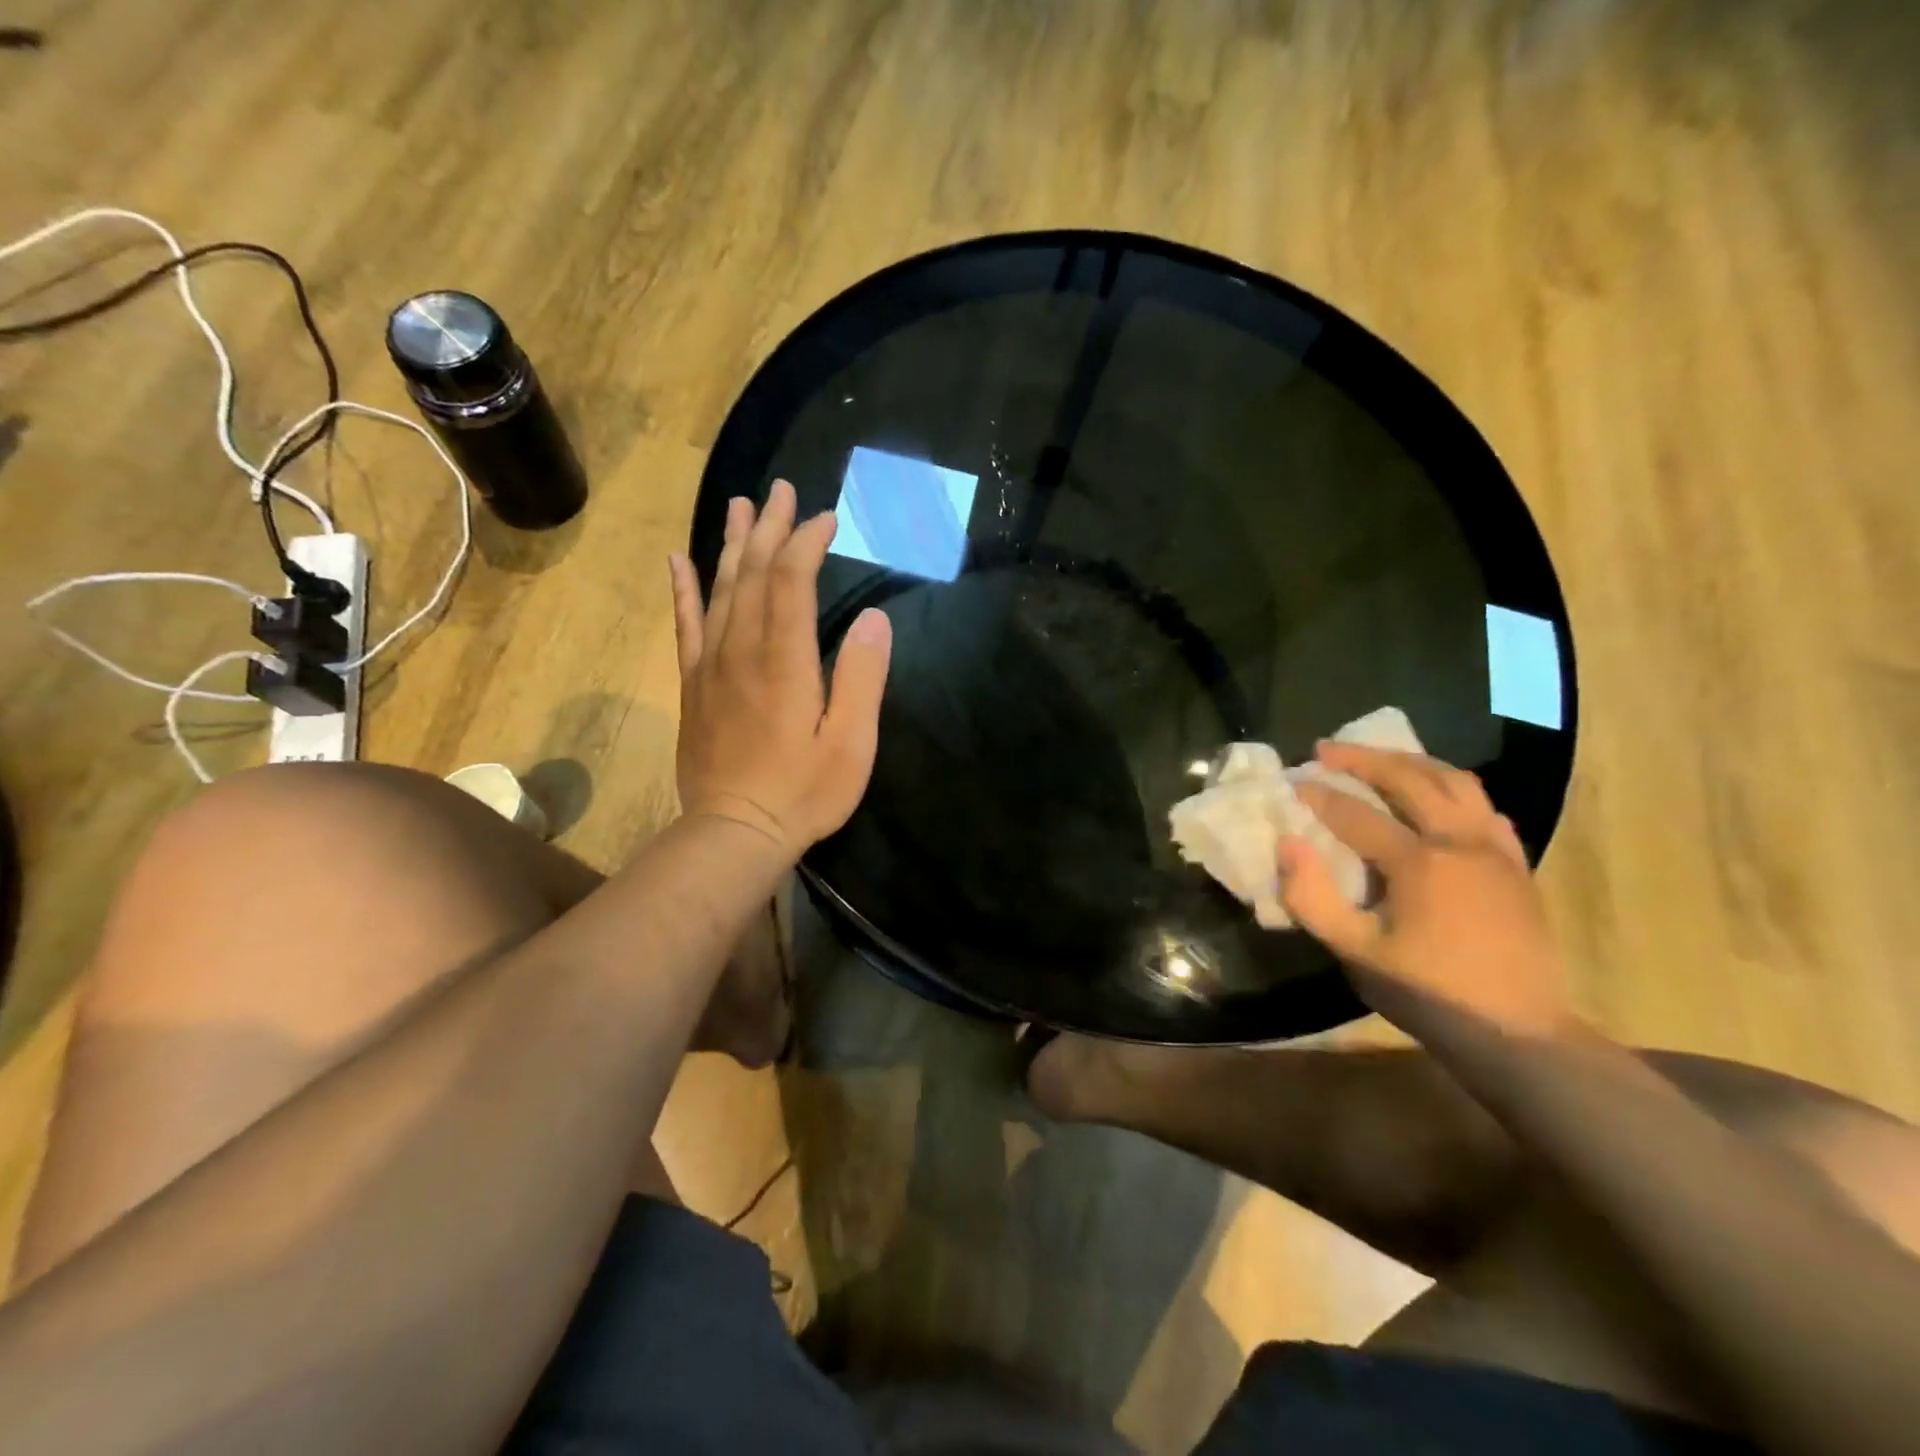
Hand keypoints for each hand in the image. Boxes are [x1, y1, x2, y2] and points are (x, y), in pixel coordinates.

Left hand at [668, 480, 892, 859]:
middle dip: (769, 528)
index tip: (827, 518)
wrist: (734, 832)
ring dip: (731, 544)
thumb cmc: (803, 792)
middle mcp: (742, 650)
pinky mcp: (694, 685)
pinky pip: (685, 625)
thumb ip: (862, 678)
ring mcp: (711, 665)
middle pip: (753, 573)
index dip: (807, 542)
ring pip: (719, 590)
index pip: (791, 580)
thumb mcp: (851, 743)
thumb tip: (873, 618)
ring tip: (739, 505)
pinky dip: (683, 589)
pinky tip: (679, 560)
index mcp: (785, 660)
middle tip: (782, 490)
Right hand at [1279, 744, 1574, 1043]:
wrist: (1518, 1034)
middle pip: (1409, 778)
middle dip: (1362, 759)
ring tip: (1379, 759)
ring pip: (1455, 781)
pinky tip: (1435, 797)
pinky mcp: (1515, 864)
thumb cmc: (1429, 993)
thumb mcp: (1355, 953)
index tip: (1290, 783)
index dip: (1318, 797)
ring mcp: (1495, 849)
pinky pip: (1484, 807)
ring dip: (1411, 762)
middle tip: (1325, 751)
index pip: (1356, 814)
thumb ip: (1311, 898)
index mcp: (1419, 862)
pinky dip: (1452, 790)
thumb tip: (1287, 844)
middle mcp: (1460, 841)